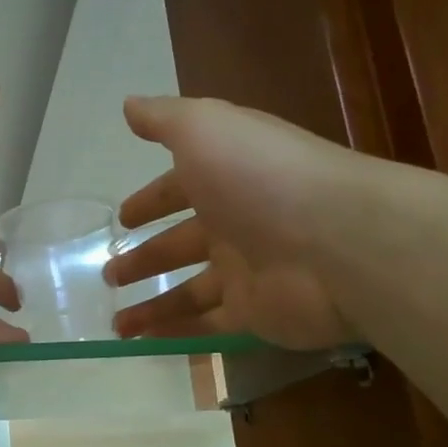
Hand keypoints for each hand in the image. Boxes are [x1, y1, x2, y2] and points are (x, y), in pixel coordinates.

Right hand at [105, 96, 361, 349]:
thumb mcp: (205, 128)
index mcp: (227, 179)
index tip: (122, 218)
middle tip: (109, 274)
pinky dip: (176, 333)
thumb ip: (164, 119)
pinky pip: (207, 325)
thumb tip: (129, 104)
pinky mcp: (257, 314)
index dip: (149, 201)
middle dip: (144, 258)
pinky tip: (142, 342)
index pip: (179, 190)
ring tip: (116, 323)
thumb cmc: (262, 177)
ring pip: (189, 291)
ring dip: (152, 305)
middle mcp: (238, 224)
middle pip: (181, 244)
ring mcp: (249, 272)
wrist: (339, 241)